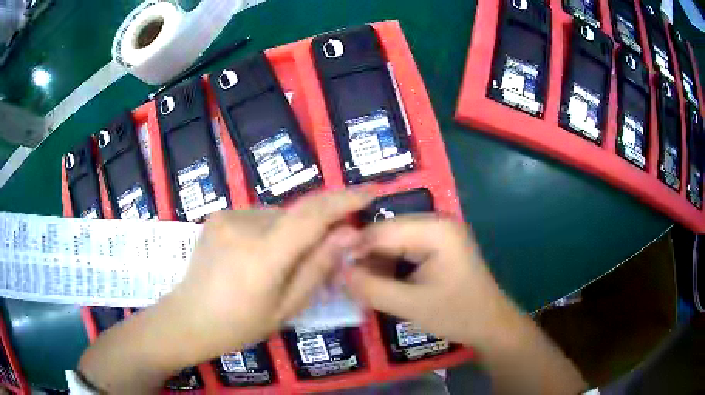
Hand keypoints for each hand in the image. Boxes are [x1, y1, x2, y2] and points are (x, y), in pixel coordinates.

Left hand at [158, 190, 371, 363]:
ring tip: (278, 265)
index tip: (369, 192)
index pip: (312, 216)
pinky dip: (269, 231)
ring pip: (277, 216)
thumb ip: (318, 268)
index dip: (344, 200)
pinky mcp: (218, 215)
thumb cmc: (239, 325)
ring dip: (290, 232)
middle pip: (296, 215)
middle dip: (315, 229)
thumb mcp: (286, 309)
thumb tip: (347, 235)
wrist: (188, 319)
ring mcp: (227, 216)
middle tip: (319, 256)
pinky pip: (258, 217)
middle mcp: (244, 225)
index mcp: (263, 255)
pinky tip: (255, 257)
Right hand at [346, 214, 513, 345]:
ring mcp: (437, 233)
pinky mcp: (436, 246)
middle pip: (386, 233)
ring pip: (391, 241)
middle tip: (341, 279)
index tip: (331, 270)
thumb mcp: (410, 305)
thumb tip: (336, 271)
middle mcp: (436, 222)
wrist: (489, 324)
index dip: (353, 249)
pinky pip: (403, 249)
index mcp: (435, 229)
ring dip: (374, 262)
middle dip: (363, 256)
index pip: (381, 231)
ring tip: (355, 283)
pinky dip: (387, 265)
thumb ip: (370, 287)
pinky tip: (377, 282)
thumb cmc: (456, 314)